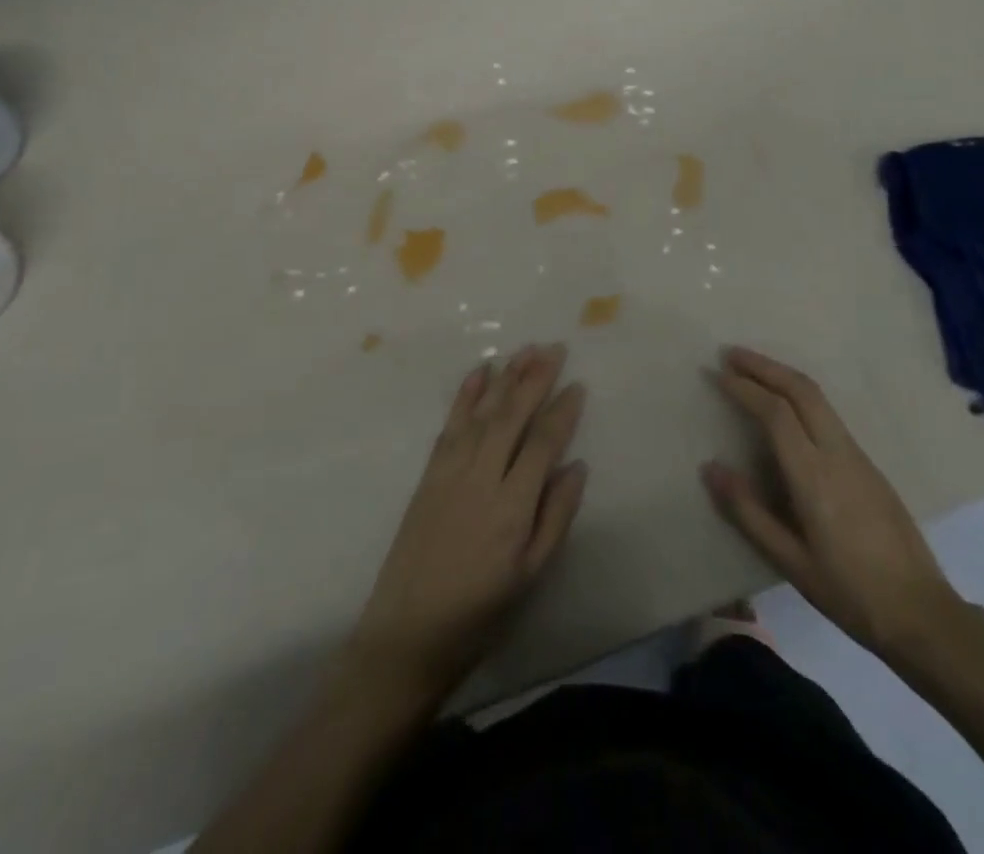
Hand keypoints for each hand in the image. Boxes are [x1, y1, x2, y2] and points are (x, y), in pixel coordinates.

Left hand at [349, 344, 587, 696]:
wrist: (405, 636)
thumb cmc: (478, 614)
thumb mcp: (530, 576)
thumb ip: (556, 517)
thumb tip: (577, 466)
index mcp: (512, 507)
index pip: (542, 443)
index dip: (562, 411)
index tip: (578, 385)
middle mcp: (481, 478)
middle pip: (512, 416)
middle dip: (535, 379)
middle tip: (555, 348)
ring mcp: (450, 472)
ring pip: (483, 413)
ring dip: (505, 377)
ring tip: (526, 349)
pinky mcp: (428, 474)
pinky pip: (450, 425)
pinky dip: (466, 396)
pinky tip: (480, 373)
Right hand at [702, 347, 964, 663]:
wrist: (922, 613)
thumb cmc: (849, 593)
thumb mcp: (791, 561)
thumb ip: (748, 512)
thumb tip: (710, 468)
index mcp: (815, 476)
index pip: (776, 413)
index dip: (745, 388)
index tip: (717, 373)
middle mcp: (838, 453)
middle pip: (802, 389)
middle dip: (765, 366)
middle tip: (731, 354)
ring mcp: (858, 455)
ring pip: (818, 398)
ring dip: (783, 376)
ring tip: (752, 371)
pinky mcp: (869, 464)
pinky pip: (829, 414)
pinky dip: (800, 396)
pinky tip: (785, 407)